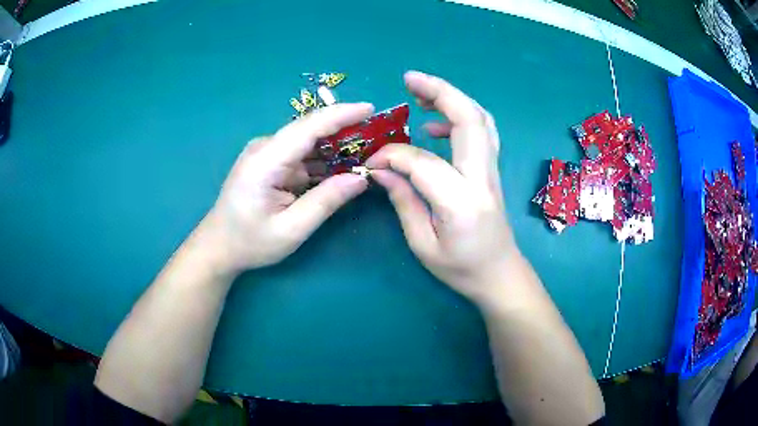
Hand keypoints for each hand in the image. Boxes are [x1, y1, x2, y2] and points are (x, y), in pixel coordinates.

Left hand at [201, 103, 373, 274]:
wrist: (219, 247)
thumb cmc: (251, 242)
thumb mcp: (292, 229)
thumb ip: (326, 201)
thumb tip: (362, 178)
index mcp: (266, 161)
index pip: (308, 127)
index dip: (341, 115)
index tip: (370, 109)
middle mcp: (265, 149)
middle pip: (310, 130)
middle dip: (344, 129)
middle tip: (378, 135)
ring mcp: (266, 154)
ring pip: (308, 142)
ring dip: (336, 146)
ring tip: (368, 151)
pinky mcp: (269, 162)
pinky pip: (301, 155)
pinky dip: (323, 159)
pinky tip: (343, 166)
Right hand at [367, 71, 517, 304]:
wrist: (500, 273)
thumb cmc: (461, 268)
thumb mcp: (423, 245)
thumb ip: (403, 202)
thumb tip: (381, 170)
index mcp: (462, 202)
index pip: (423, 162)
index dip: (393, 156)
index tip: (373, 163)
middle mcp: (482, 178)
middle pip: (470, 119)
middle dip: (440, 91)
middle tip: (409, 79)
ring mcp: (491, 170)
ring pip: (480, 119)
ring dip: (452, 97)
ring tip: (420, 92)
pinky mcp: (491, 169)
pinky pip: (481, 131)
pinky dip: (460, 116)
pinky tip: (434, 124)